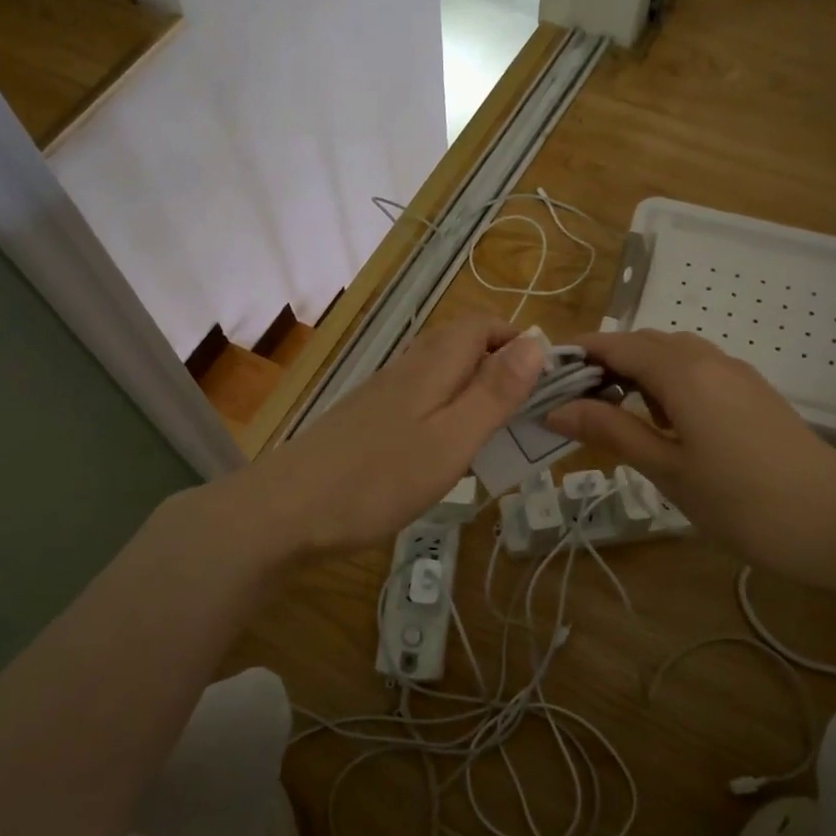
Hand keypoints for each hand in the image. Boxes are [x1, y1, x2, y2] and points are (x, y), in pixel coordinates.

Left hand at [219, 314, 544, 557]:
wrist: (288, 510)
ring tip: (496, 432)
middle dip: (499, 365)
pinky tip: (445, 450)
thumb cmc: (378, 479)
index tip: (547, 378)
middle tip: (526, 409)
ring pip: (439, 373)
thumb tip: (537, 342)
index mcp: (432, 366)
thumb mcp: (451, 439)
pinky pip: (419, 400)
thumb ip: (494, 392)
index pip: (481, 325)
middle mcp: (406, 369)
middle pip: (460, 345)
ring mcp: (382, 395)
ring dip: (473, 389)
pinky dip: (445, 412)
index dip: (517, 340)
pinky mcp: (366, 421)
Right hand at [543, 331, 835, 594]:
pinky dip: (668, 385)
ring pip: (674, 357)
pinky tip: (664, 424)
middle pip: (645, 344)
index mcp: (684, 372)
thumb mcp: (667, 469)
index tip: (541, 376)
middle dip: (604, 364)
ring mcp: (739, 376)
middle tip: (570, 402)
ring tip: (611, 415)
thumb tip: (555, 407)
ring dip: (637, 373)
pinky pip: (699, 373)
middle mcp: (711, 360)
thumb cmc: (744, 502)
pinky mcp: (756, 396)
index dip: (577, 354)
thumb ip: (611, 431)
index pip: (616, 345)